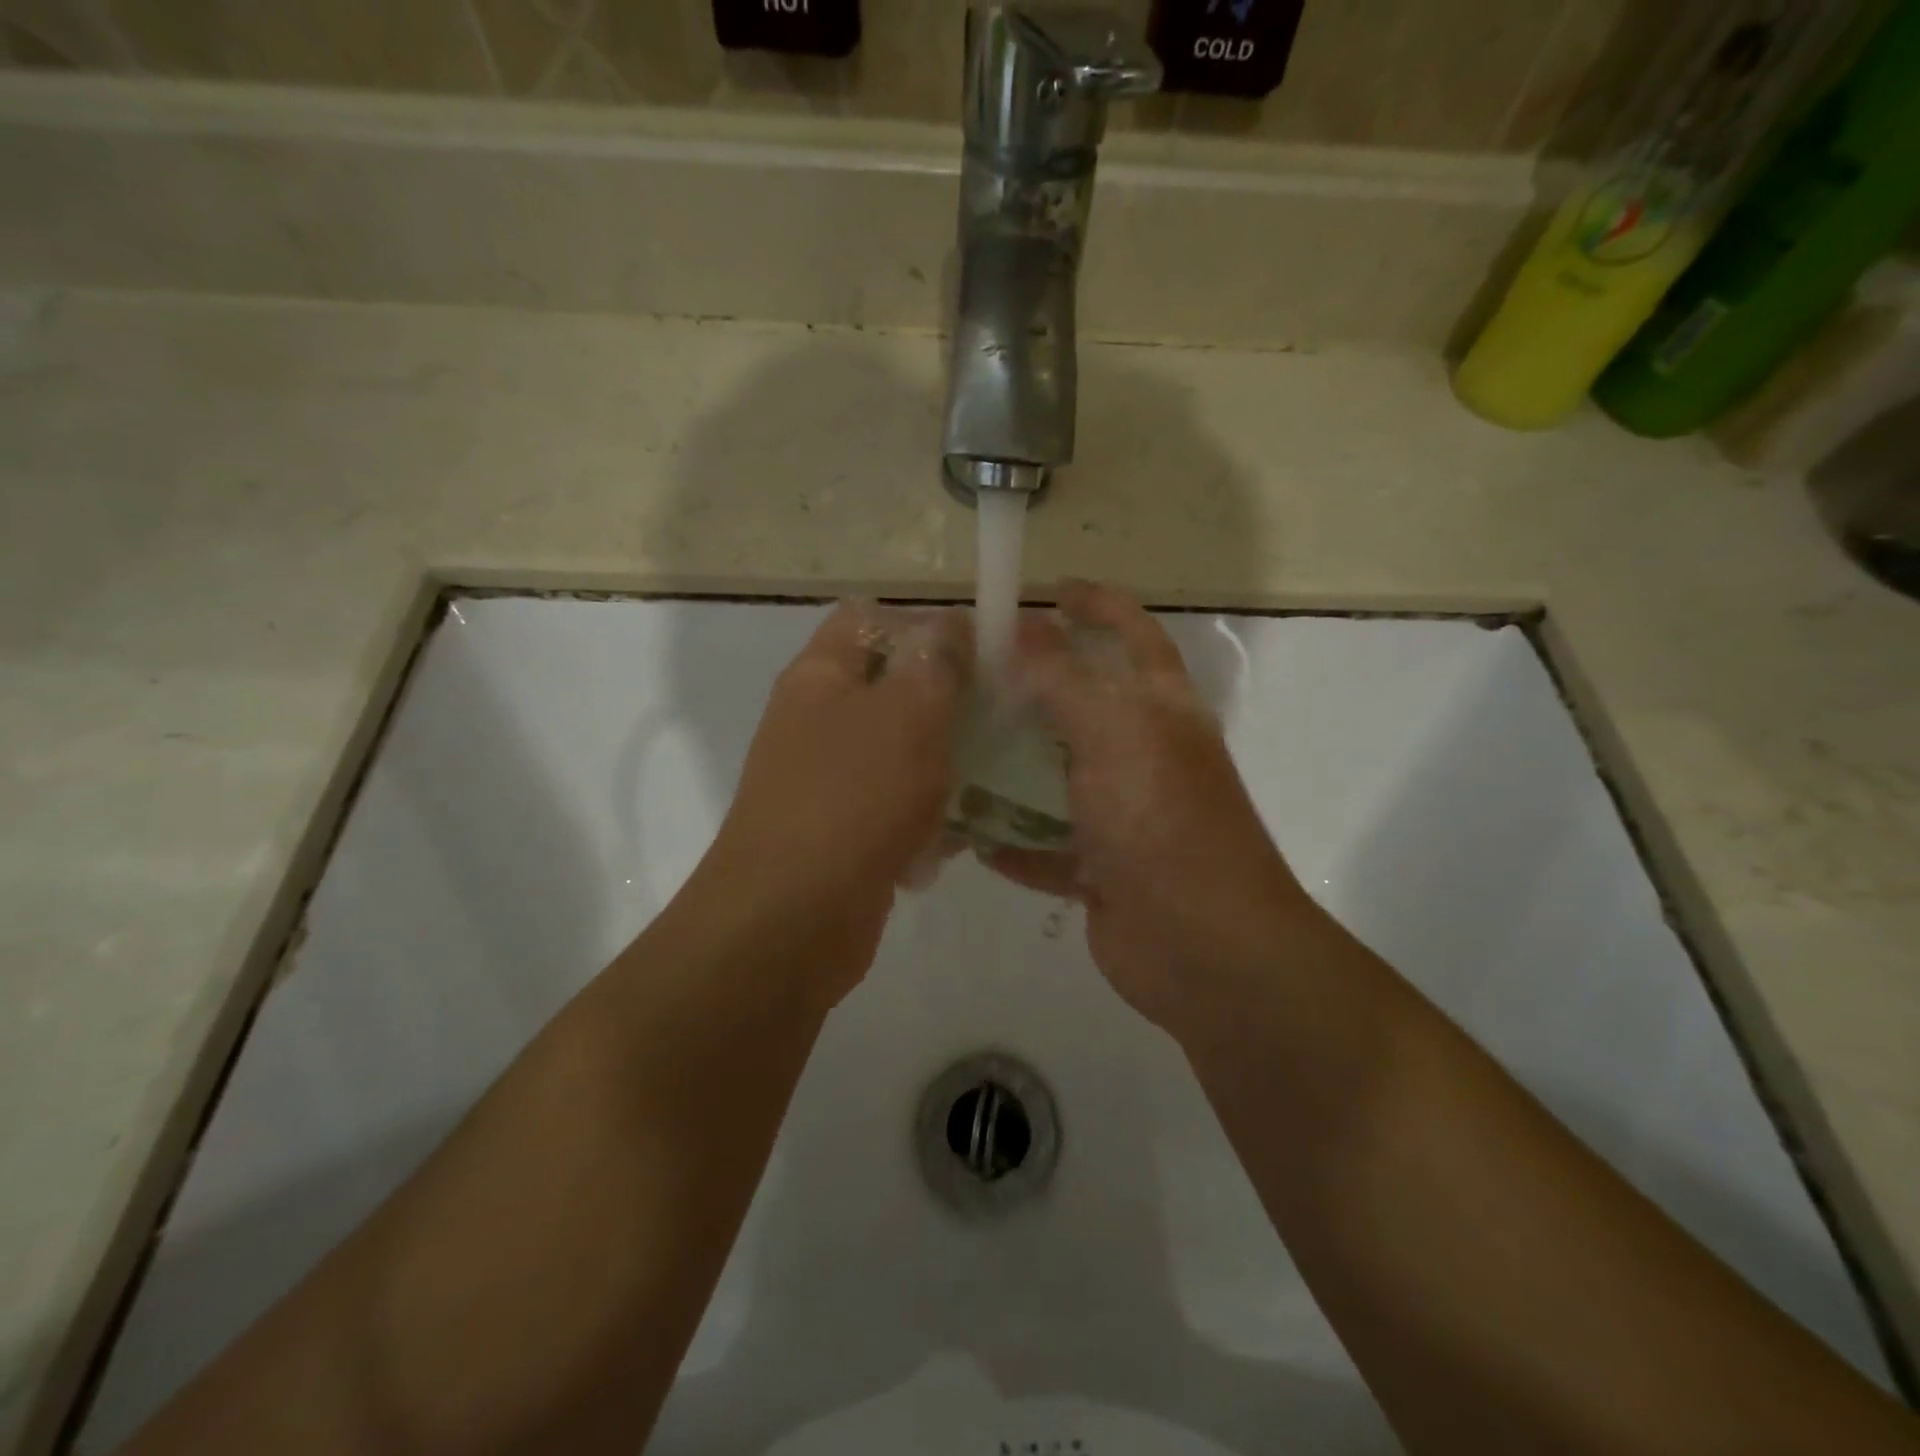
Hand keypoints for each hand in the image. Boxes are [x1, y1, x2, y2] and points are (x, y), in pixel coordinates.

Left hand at [696, 601, 970, 996]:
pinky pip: (897, 808)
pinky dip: (928, 818)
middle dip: (947, 700)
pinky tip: (961, 837)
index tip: (981, 653)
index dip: (924, 624)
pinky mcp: (846, 833)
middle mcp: (819, 722)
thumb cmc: (853, 798)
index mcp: (821, 676)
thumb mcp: (909, 713)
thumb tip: (952, 626)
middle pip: (891, 688)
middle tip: (1001, 717)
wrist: (792, 920)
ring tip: (993, 776)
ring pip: (901, 752)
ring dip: (945, 763)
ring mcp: (830, 781)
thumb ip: (938, 662)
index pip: (869, 619)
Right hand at [982, 582, 1318, 1036]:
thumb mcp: (1112, 732)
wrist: (1202, 945)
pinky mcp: (1103, 871)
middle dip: (1036, 689)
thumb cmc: (1160, 819)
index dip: (1098, 605)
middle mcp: (1146, 756)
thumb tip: (1023, 626)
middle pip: (1085, 708)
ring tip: (954, 751)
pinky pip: (1048, 849)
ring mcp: (1125, 817)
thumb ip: (1063, 678)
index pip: (1133, 636)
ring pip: (1059, 779)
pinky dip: (1015, 844)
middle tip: (973, 676)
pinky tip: (971, 838)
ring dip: (1014, 769)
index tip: (1050, 589)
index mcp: (1161, 711)